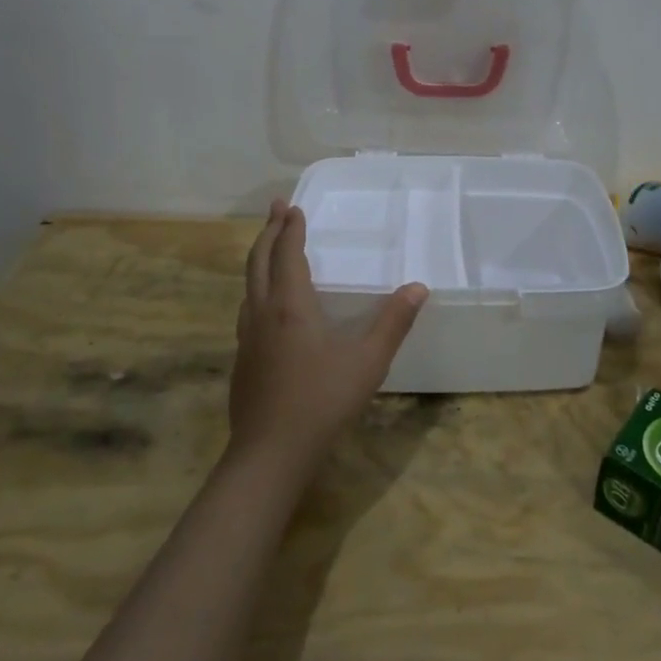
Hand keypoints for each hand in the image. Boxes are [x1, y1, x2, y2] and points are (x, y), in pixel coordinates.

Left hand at [230, 201, 428, 473]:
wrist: (270, 454)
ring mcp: (246, 338)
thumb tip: (418, 287)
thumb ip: (393, 322)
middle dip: (268, 232)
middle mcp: (262, 314)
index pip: (287, 254)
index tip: (292, 206)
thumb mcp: (368, 361)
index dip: (290, 229)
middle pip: (258, 262)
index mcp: (290, 306)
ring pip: (248, 286)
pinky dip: (256, 290)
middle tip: (276, 209)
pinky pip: (247, 310)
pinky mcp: (242, 361)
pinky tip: (266, 308)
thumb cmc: (322, 400)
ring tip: (270, 250)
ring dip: (259, 259)